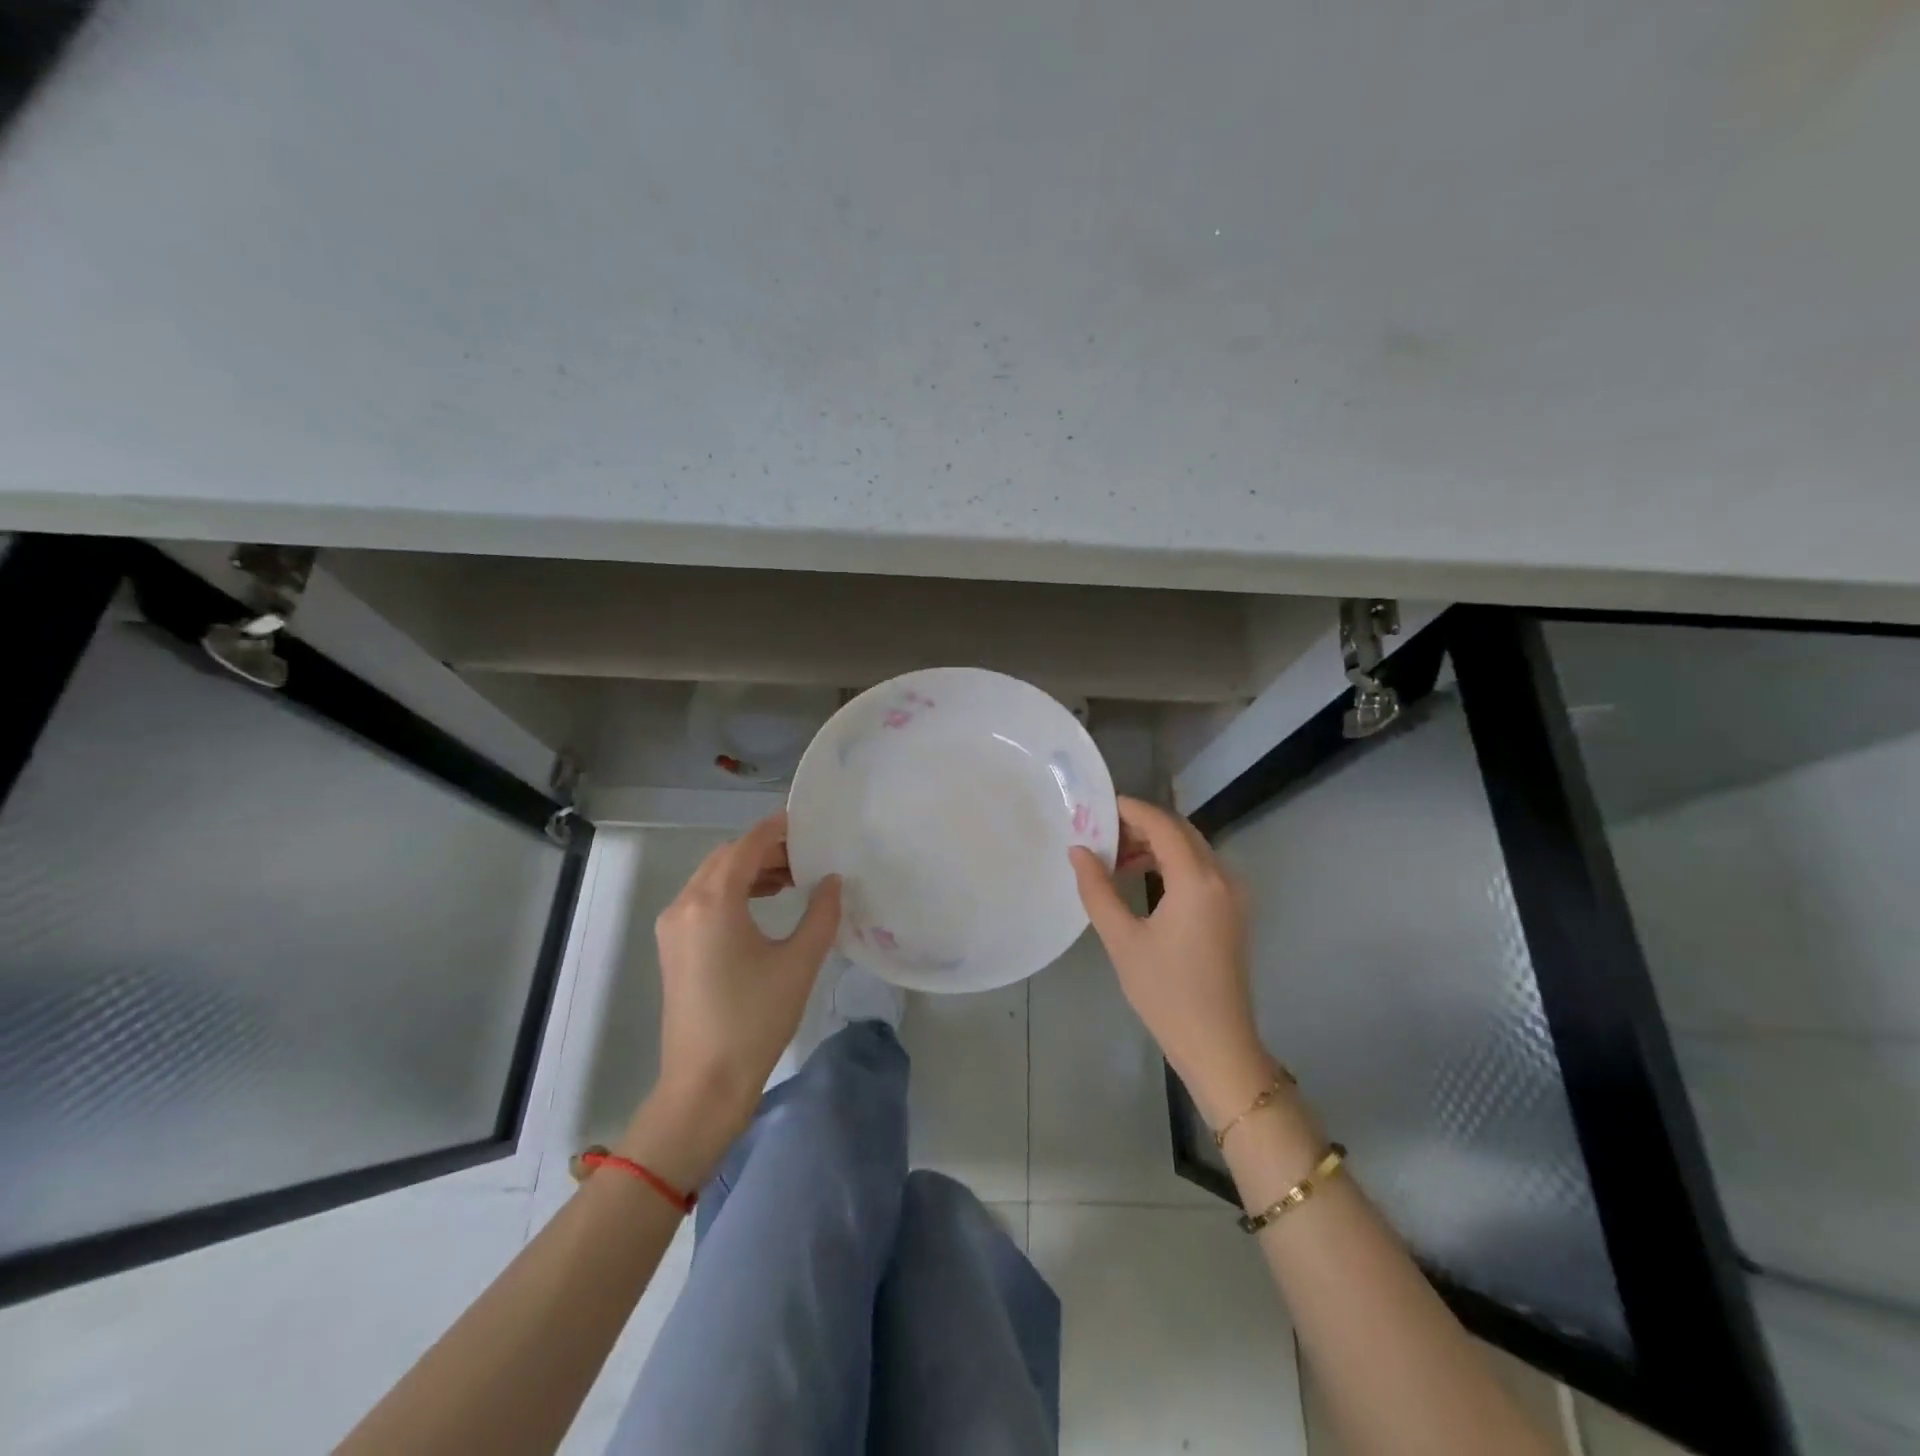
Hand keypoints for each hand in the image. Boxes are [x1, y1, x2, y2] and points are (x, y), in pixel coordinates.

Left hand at [648, 813, 841, 1138]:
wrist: (704, 1083)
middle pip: (727, 857)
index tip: (808, 822)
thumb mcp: (799, 962)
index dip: (777, 829)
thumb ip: (821, 913)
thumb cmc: (755, 1020)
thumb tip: (832, 881)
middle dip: (766, 850)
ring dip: (751, 870)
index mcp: (712, 902)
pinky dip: (735, 891)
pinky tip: (766, 903)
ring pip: (714, 878)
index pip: (747, 845)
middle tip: (808, 855)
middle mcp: (685, 904)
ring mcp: (674, 926)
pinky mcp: (674, 946)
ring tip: (793, 878)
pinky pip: (704, 900)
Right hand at [1069, 797, 1275, 1124]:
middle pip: (1181, 831)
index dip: (1130, 810)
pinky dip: (1172, 863)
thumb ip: (1097, 889)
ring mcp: (1233, 895)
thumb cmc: (1165, 993)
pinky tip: (1143, 879)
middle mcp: (1222, 877)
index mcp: (1197, 880)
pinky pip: (1201, 869)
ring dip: (1156, 845)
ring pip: (1192, 849)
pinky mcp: (1234, 911)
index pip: (1162, 825)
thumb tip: (1078, 850)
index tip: (1097, 806)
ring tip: (1115, 859)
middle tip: (1101, 834)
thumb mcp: (1122, 939)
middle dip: (1141, 825)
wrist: (1218, 1044)